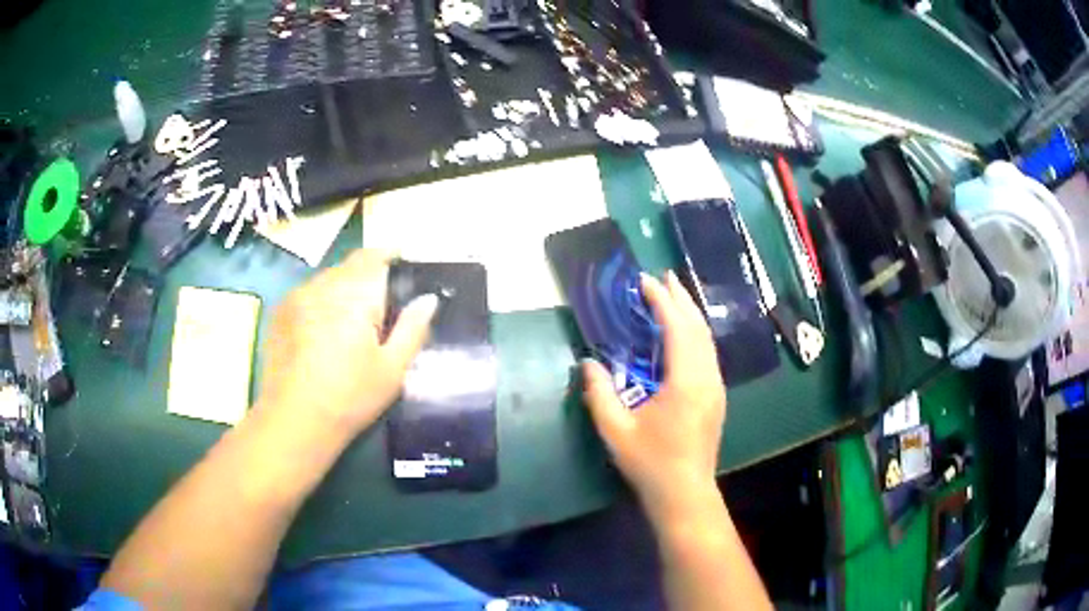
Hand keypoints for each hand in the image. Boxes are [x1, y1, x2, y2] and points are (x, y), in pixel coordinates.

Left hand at [258, 250, 438, 439]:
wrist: (293, 421)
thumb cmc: (350, 397)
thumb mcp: (392, 369)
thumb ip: (413, 328)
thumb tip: (429, 299)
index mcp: (355, 295)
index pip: (374, 257)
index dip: (389, 255)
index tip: (402, 261)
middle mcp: (323, 285)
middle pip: (349, 266)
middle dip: (366, 276)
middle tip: (380, 304)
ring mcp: (296, 297)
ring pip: (326, 279)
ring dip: (342, 288)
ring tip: (351, 319)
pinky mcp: (280, 312)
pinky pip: (307, 294)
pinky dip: (321, 301)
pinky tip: (323, 330)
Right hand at [582, 271, 726, 518]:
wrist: (684, 493)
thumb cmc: (650, 463)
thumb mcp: (615, 431)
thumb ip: (599, 393)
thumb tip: (588, 363)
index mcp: (686, 382)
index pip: (678, 329)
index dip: (662, 302)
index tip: (645, 282)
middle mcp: (707, 378)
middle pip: (698, 328)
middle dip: (681, 299)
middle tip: (664, 277)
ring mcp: (716, 387)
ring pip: (707, 339)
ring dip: (690, 314)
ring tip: (674, 296)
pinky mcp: (716, 396)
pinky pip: (708, 353)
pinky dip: (695, 333)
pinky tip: (683, 333)